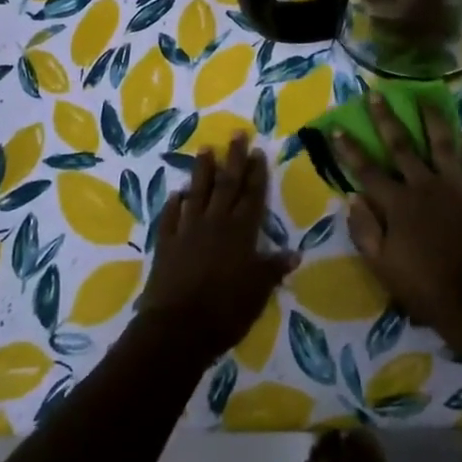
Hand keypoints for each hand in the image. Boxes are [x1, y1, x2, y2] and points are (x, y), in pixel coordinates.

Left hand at [137, 136, 297, 359]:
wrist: (178, 327)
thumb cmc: (226, 310)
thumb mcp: (259, 291)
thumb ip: (273, 268)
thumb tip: (295, 253)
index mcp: (241, 232)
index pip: (252, 195)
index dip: (256, 173)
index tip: (258, 151)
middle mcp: (215, 223)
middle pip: (226, 184)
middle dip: (233, 158)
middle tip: (236, 134)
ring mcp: (187, 230)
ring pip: (197, 193)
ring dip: (202, 171)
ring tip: (205, 149)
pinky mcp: (166, 243)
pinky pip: (170, 217)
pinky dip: (174, 204)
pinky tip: (177, 194)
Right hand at [335, 92, 461, 336]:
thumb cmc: (422, 287)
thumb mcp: (380, 265)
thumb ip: (364, 229)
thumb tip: (353, 198)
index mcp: (397, 203)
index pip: (366, 170)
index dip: (349, 149)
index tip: (337, 128)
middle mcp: (425, 186)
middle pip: (402, 146)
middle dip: (386, 119)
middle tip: (376, 94)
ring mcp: (458, 188)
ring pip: (444, 144)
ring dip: (433, 120)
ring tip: (426, 100)